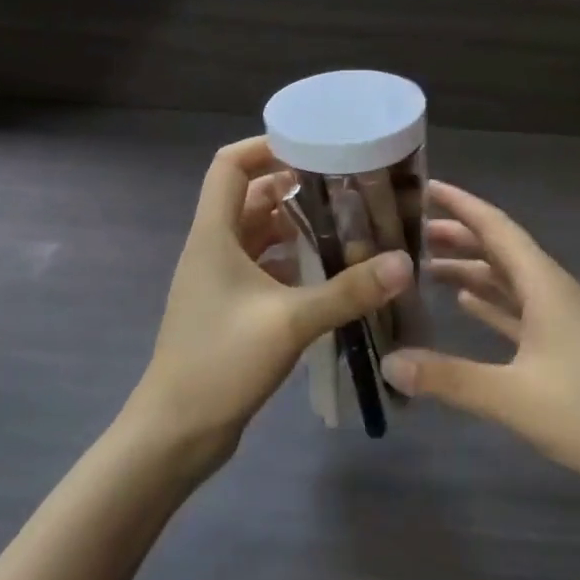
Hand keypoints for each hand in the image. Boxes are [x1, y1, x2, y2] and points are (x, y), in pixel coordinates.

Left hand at [124, 137, 412, 476]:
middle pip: (250, 197)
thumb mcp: (289, 322)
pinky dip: (292, 264)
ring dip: (296, 228)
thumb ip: (347, 291)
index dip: (265, 147)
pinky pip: (263, 269)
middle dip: (294, 188)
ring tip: (346, 227)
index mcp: (213, 234)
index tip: (312, 147)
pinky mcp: (229, 308)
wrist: (175, 432)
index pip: (230, 165)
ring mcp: (218, 280)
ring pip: (259, 236)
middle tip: (345, 188)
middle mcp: (213, 248)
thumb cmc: (221, 362)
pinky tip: (329, 275)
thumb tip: (404, 263)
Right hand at [379, 180, 579, 516]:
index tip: (423, 186)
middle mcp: (552, 290)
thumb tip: (388, 362)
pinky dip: (490, 300)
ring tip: (425, 264)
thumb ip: (449, 378)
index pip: (496, 227)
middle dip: (458, 234)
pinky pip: (518, 308)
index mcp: (544, 285)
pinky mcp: (566, 345)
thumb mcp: (514, 398)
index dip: (461, 204)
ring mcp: (562, 318)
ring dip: (471, 267)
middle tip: (409, 229)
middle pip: (499, 248)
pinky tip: (466, 303)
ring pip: (508, 278)